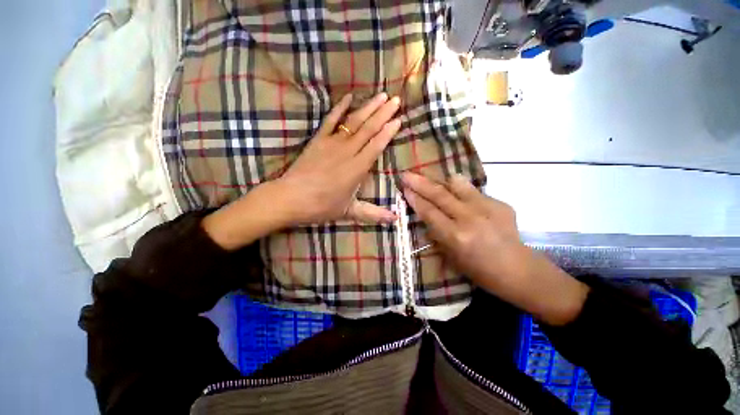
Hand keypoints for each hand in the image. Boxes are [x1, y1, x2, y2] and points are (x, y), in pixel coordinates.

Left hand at [276, 92, 400, 225]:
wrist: (290, 198)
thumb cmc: (321, 207)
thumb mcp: (350, 212)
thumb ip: (374, 214)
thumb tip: (395, 220)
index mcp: (357, 169)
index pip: (377, 145)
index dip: (389, 131)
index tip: (399, 119)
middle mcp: (348, 152)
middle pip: (369, 129)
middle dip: (384, 113)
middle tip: (396, 100)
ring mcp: (332, 143)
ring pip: (354, 122)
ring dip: (368, 107)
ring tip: (381, 95)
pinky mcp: (318, 140)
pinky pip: (331, 120)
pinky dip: (340, 108)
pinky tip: (349, 97)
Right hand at [401, 172, 588, 325]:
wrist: (518, 269)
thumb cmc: (479, 271)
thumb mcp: (451, 257)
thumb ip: (437, 234)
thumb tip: (426, 216)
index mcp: (455, 236)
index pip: (429, 211)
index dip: (414, 198)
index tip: (404, 188)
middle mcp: (469, 218)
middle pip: (439, 194)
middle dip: (420, 183)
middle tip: (407, 174)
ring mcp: (486, 208)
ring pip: (457, 185)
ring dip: (440, 180)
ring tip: (430, 177)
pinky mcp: (499, 203)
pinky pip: (473, 190)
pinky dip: (460, 188)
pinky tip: (455, 189)